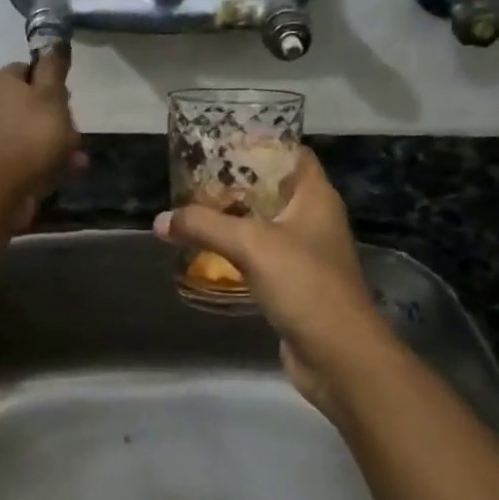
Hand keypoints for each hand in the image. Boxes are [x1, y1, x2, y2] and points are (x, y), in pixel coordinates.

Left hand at [0, 50, 83, 226]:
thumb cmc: (32, 134)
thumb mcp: (51, 95)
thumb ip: (54, 68)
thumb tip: (55, 42)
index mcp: (1, 83)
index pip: (27, 70)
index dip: (50, 81)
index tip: (67, 98)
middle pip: (30, 104)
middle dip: (57, 118)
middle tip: (75, 132)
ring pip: (30, 133)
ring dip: (55, 143)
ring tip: (76, 159)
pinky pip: (25, 157)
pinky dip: (44, 162)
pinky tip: (64, 173)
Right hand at [155, 148, 394, 413]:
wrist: (338, 355)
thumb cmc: (304, 284)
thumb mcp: (251, 245)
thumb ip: (204, 226)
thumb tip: (160, 220)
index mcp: (316, 197)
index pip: (293, 153)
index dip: (261, 144)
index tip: (222, 145)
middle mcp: (314, 219)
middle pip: (274, 188)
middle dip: (236, 183)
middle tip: (196, 180)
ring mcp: (306, 254)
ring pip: (265, 224)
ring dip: (234, 219)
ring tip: (194, 212)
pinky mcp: (294, 284)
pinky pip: (262, 256)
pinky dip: (237, 251)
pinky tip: (208, 254)